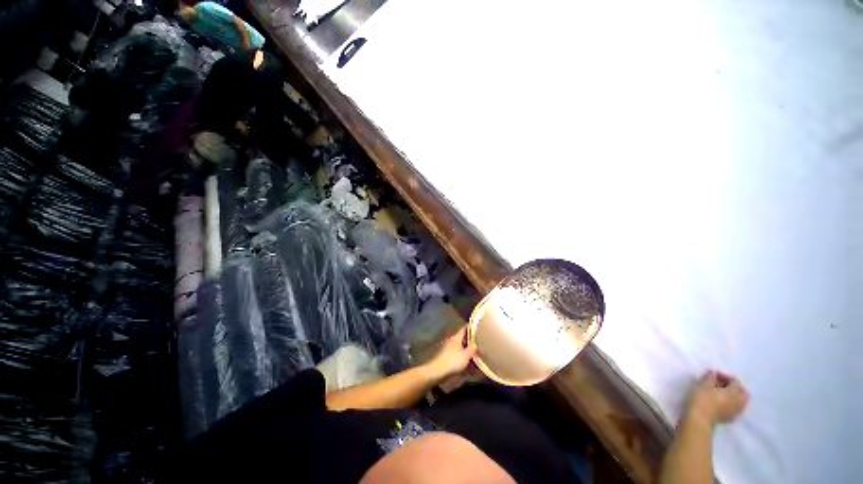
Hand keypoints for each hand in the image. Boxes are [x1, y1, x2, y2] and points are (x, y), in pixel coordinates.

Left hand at [425, 327, 476, 380]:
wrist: (438, 371)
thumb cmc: (453, 361)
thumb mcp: (466, 355)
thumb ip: (473, 349)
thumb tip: (477, 345)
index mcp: (457, 337)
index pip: (465, 328)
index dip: (471, 327)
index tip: (479, 327)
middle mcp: (453, 341)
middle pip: (464, 339)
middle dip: (472, 342)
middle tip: (480, 345)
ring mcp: (449, 349)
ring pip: (461, 349)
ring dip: (468, 352)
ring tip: (477, 357)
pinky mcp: (448, 358)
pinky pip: (458, 356)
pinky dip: (464, 360)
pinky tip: (470, 367)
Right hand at [685, 371, 748, 427]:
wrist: (699, 418)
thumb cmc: (702, 398)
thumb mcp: (703, 384)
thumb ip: (710, 377)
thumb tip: (713, 373)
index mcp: (734, 392)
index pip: (735, 381)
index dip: (726, 377)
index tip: (715, 375)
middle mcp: (739, 401)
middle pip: (743, 392)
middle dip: (735, 387)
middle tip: (722, 385)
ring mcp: (736, 411)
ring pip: (741, 402)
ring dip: (734, 397)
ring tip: (722, 394)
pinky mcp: (731, 418)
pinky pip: (736, 409)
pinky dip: (732, 404)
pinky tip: (723, 404)